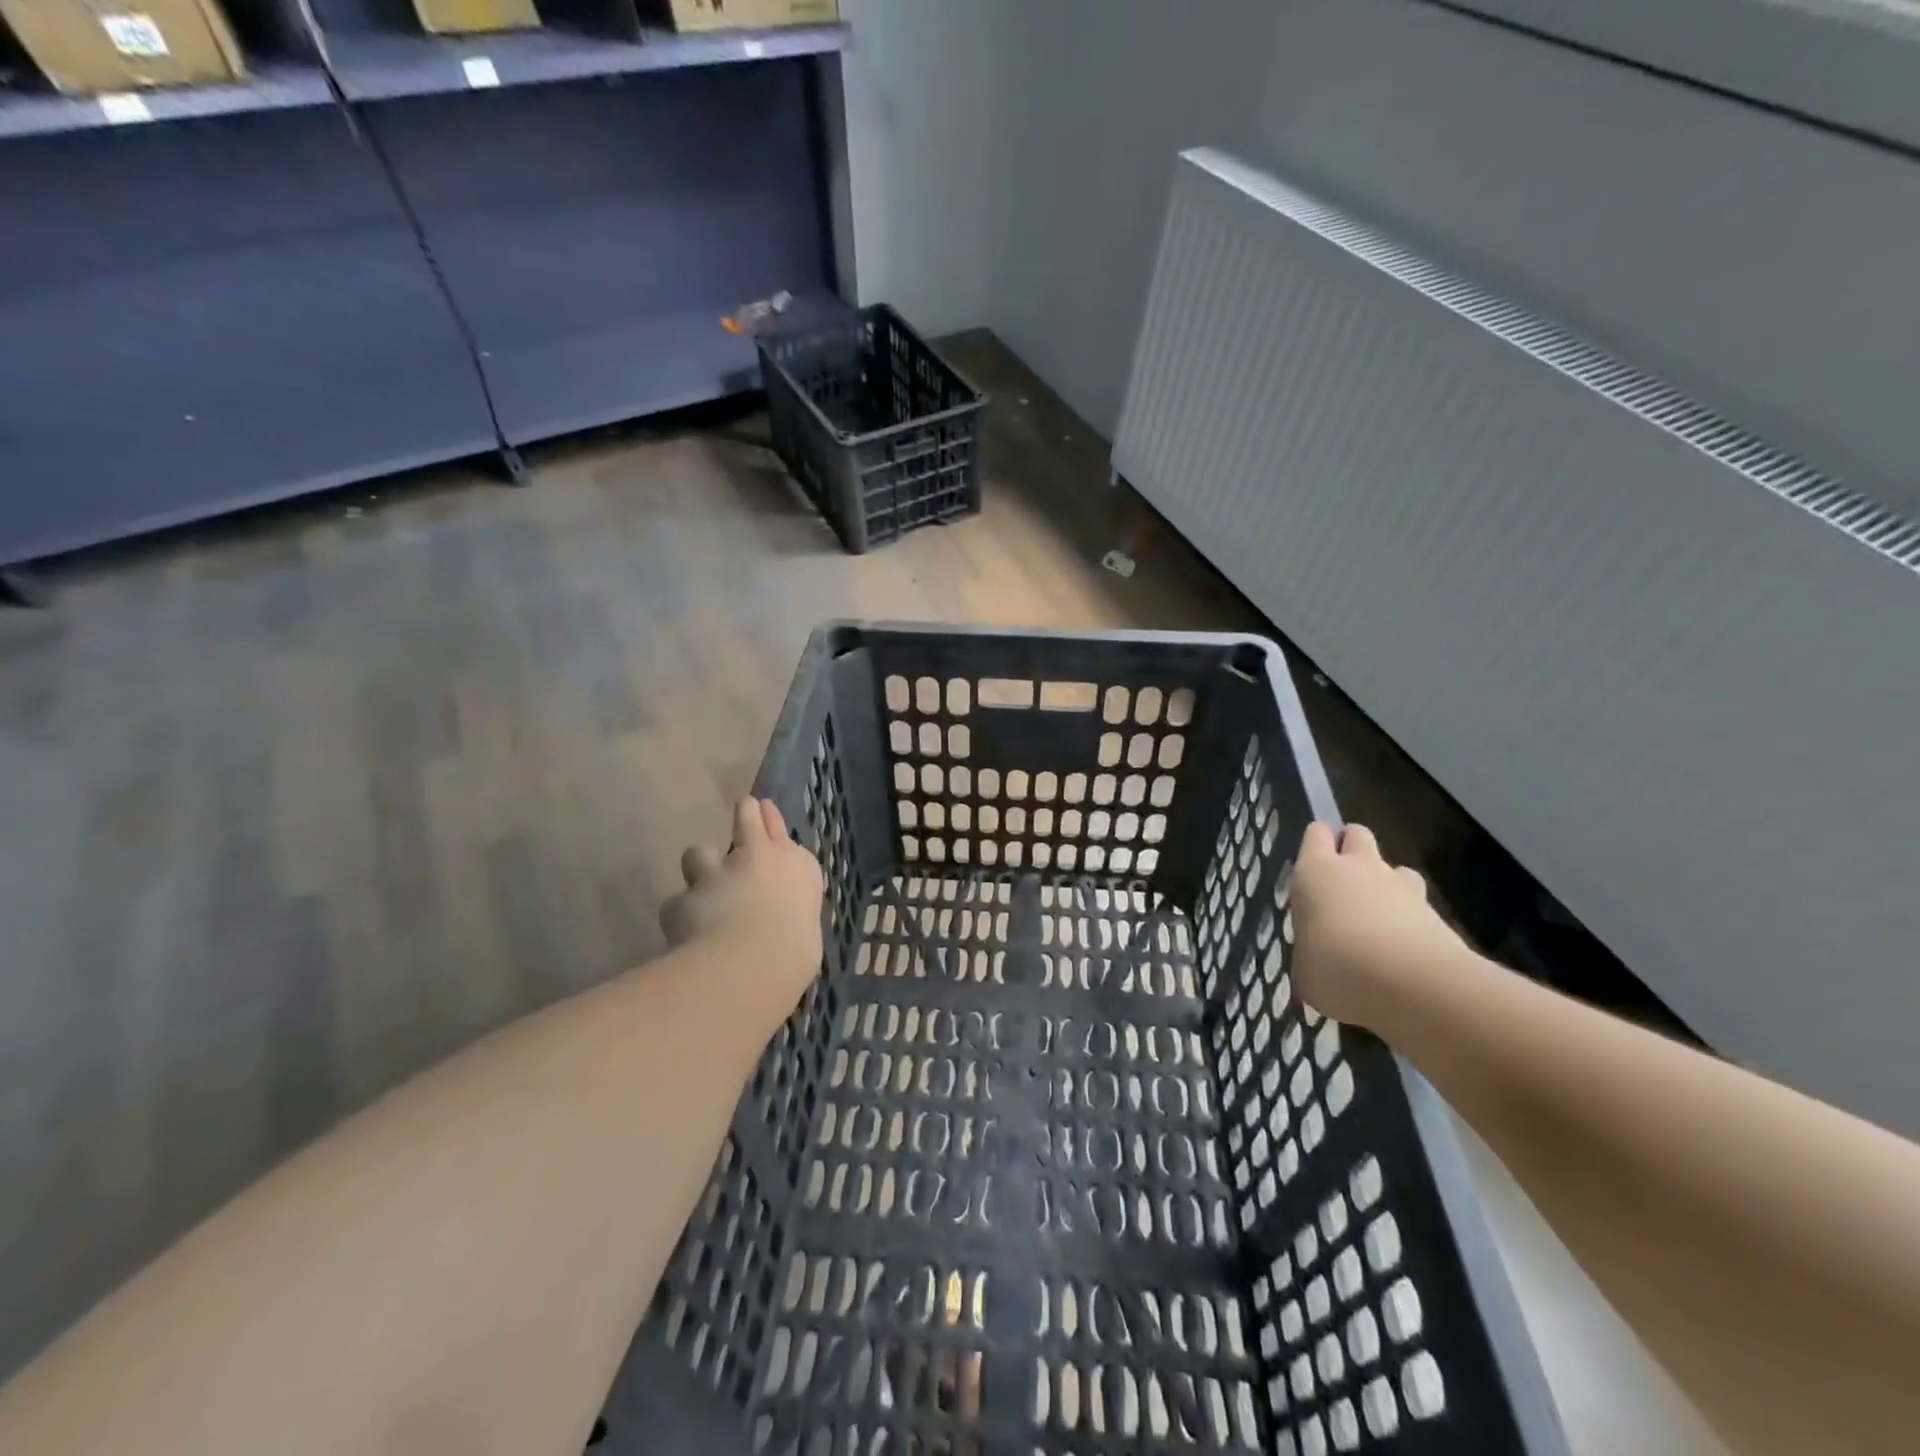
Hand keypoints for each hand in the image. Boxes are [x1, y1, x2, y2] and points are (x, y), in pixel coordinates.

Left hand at [660, 797, 824, 1028]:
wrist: (752, 962)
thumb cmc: (796, 951)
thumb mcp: (806, 931)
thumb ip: (788, 916)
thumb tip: (777, 922)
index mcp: (798, 867)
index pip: (782, 833)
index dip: (770, 820)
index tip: (764, 807)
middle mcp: (760, 859)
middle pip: (747, 821)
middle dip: (744, 814)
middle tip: (742, 806)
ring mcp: (718, 874)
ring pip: (699, 854)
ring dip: (701, 869)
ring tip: (701, 886)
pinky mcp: (685, 897)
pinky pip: (678, 904)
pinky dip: (681, 917)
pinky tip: (682, 933)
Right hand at [1290, 822, 1466, 1029]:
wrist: (1413, 985)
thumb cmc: (1336, 968)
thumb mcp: (1304, 969)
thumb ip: (1309, 955)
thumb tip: (1315, 964)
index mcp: (1316, 872)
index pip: (1316, 833)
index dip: (1316, 845)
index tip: (1312, 868)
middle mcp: (1358, 867)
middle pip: (1357, 834)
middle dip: (1351, 850)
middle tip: (1343, 885)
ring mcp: (1401, 886)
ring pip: (1394, 867)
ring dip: (1386, 884)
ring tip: (1379, 918)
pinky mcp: (1435, 912)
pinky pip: (1418, 903)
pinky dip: (1411, 918)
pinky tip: (1405, 949)